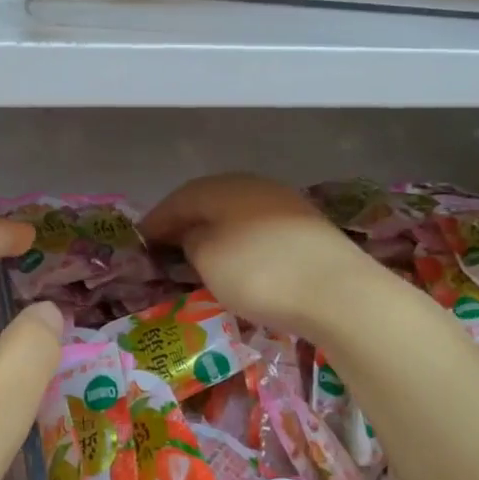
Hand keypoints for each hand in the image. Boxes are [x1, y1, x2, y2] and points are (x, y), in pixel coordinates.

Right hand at [142, 174, 374, 337]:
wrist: (339, 293)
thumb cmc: (259, 273)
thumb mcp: (208, 259)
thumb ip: (190, 241)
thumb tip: (192, 234)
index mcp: (224, 187)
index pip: (179, 199)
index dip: (156, 221)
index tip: (139, 242)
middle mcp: (254, 186)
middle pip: (209, 201)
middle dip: (185, 223)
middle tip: (165, 248)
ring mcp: (285, 205)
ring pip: (236, 214)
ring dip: (214, 232)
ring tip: (198, 257)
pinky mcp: (307, 229)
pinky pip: (258, 229)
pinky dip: (239, 243)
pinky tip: (238, 261)